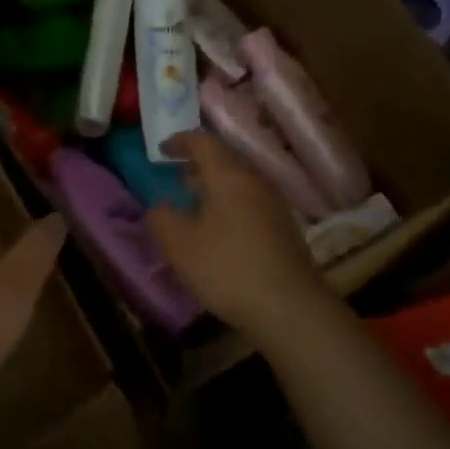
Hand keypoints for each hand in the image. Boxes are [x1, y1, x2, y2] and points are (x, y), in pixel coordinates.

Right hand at [146, 132, 326, 335]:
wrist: (289, 307)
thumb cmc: (227, 268)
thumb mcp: (180, 245)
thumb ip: (161, 218)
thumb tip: (160, 207)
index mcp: (230, 175)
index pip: (204, 142)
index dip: (180, 141)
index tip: (161, 150)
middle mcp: (256, 181)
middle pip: (225, 159)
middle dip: (198, 164)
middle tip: (175, 174)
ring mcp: (274, 204)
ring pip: (239, 182)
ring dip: (214, 186)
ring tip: (193, 202)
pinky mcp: (283, 227)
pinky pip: (250, 202)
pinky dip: (228, 204)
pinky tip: (217, 229)